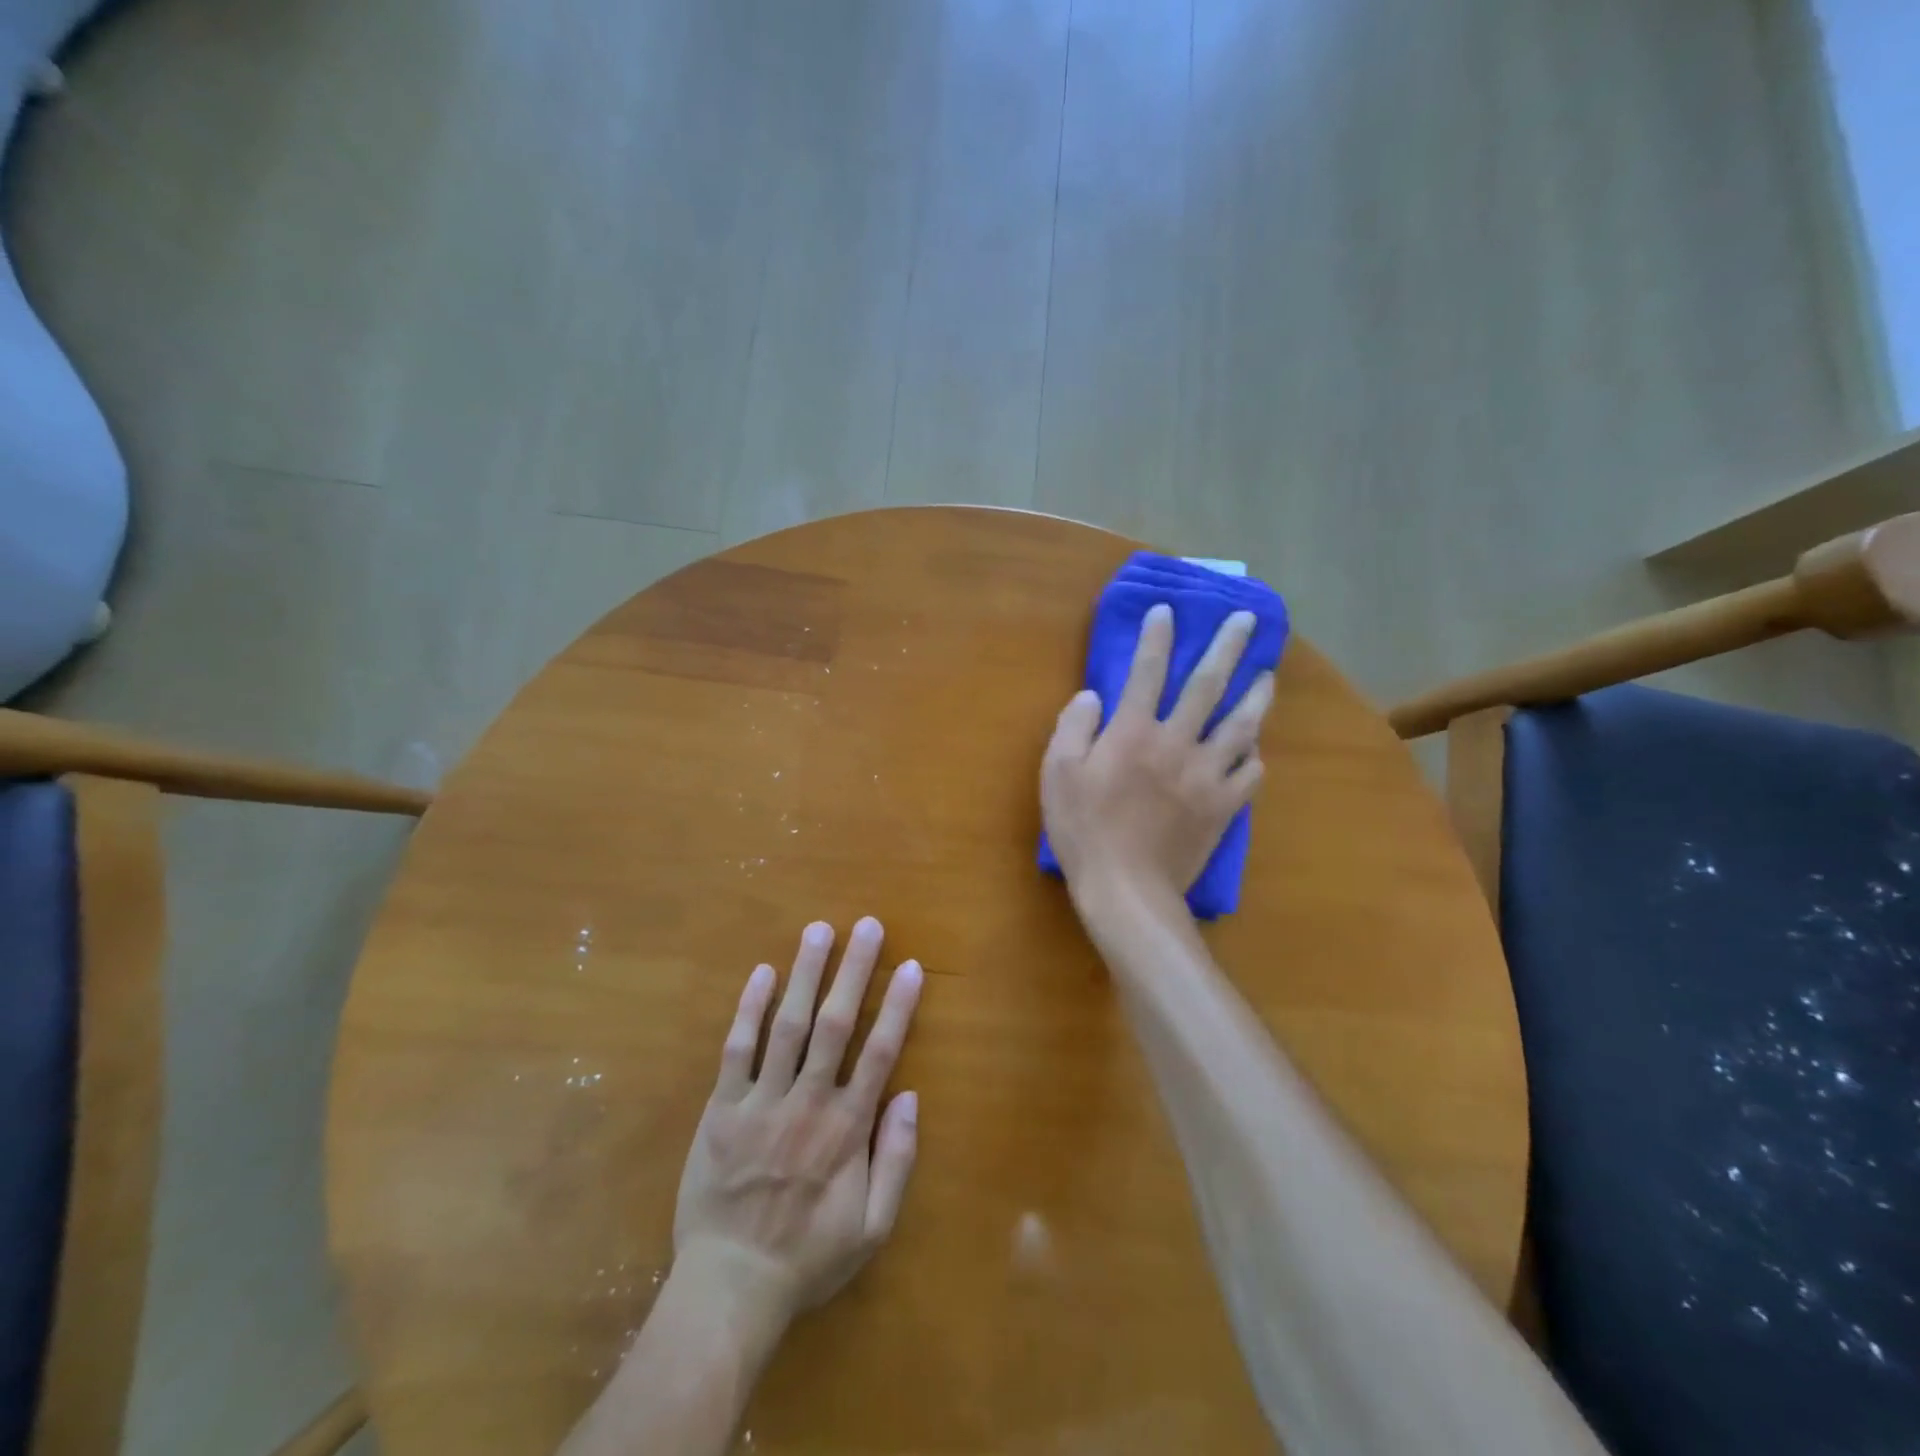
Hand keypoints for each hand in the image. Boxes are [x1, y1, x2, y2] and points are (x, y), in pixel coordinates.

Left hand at [673, 917, 923, 1335]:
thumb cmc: (807, 1256)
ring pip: (788, 1026)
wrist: (729, 1287)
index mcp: (846, 1130)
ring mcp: (761, 1103)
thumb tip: (909, 1097)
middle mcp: (807, 1103)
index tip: (910, 966)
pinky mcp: (721, 1109)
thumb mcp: (872, 1229)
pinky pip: (737, 1050)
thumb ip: (896, 1161)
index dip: (897, 1007)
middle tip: (866, 925)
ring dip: (805, 974)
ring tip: (818, 930)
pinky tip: (762, 973)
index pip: (879, 1053)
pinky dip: (750, 1010)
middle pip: (836, 1025)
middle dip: (853, 971)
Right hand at [1041, 604, 1272, 907]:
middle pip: (1207, 686)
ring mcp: (1207, 775)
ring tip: (1268, 674)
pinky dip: (1253, 757)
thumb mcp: (1057, 774)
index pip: (1148, 672)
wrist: (1126, 889)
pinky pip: (1249, 774)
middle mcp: (1177, 742)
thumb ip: (1073, 728)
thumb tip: (1093, 696)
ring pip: (1241, 726)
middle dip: (1228, 647)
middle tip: (1247, 620)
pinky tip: (1255, 750)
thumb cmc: (1084, 830)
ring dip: (1256, 695)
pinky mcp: (1223, 807)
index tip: (1168, 611)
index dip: (1157, 638)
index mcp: (1133, 732)